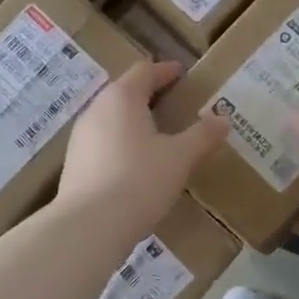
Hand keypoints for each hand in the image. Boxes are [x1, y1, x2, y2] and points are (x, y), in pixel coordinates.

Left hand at [59, 61, 225, 231]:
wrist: (88, 227)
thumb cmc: (139, 181)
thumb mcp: (180, 158)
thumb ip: (202, 136)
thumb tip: (223, 118)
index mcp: (122, 98)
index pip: (144, 71)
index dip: (165, 71)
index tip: (182, 74)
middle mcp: (96, 110)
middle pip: (124, 92)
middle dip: (149, 95)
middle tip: (174, 104)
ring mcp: (81, 138)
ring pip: (111, 118)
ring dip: (134, 120)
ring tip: (158, 134)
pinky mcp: (74, 164)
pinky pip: (103, 142)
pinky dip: (121, 143)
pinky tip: (136, 163)